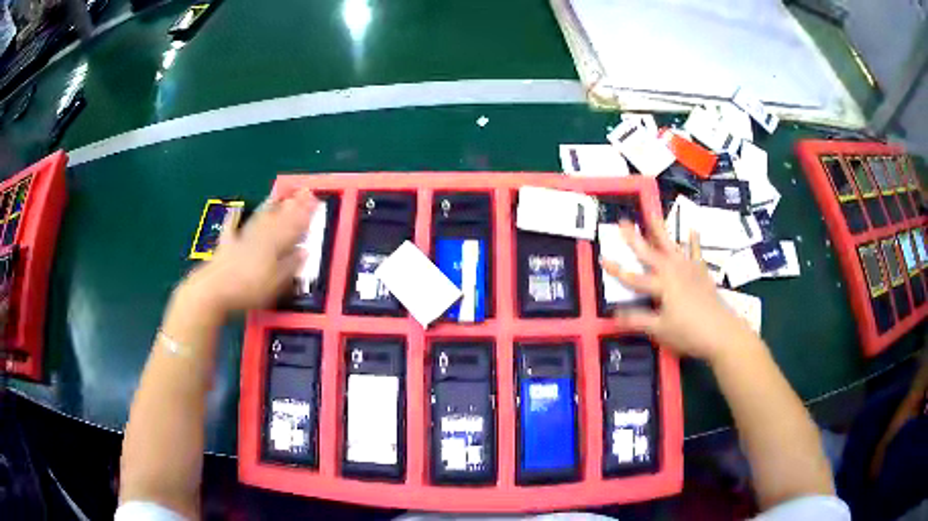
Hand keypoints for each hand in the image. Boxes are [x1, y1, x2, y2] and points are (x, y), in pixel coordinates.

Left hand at [181, 188, 318, 314]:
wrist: (214, 290)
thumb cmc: (248, 290)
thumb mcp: (275, 283)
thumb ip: (290, 266)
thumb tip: (304, 251)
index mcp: (274, 246)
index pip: (293, 227)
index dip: (305, 215)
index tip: (315, 202)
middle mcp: (260, 237)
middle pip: (279, 219)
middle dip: (292, 206)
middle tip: (303, 192)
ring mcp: (242, 238)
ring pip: (260, 219)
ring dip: (271, 206)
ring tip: (280, 194)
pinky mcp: (226, 244)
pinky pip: (231, 227)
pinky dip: (233, 217)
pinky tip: (235, 208)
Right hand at [601, 214, 752, 361]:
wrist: (721, 332)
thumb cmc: (689, 332)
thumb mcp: (660, 330)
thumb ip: (638, 320)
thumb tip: (614, 315)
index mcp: (661, 285)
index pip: (633, 277)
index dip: (617, 269)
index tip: (602, 258)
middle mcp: (673, 271)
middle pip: (650, 253)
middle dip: (634, 238)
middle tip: (622, 221)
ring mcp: (689, 269)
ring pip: (671, 246)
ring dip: (660, 230)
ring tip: (652, 213)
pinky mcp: (701, 272)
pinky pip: (696, 252)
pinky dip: (694, 241)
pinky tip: (692, 229)